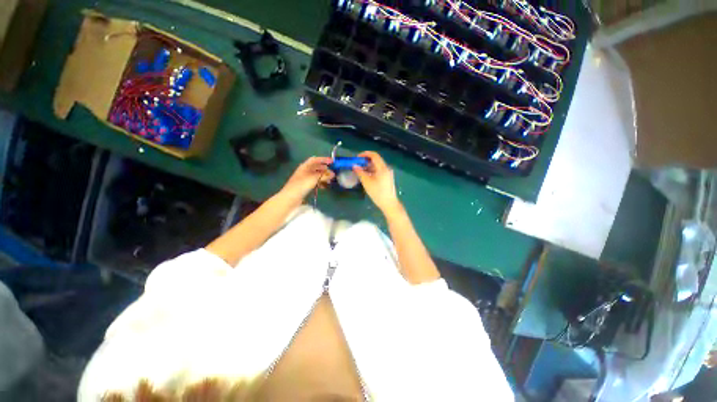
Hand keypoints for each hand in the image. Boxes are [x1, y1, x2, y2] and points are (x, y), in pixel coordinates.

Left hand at [282, 157, 333, 203]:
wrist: (290, 198)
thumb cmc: (301, 185)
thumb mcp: (314, 178)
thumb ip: (324, 175)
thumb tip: (333, 174)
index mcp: (305, 166)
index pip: (315, 159)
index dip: (324, 159)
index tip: (332, 162)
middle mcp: (304, 171)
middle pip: (316, 167)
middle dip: (325, 169)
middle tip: (333, 172)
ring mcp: (304, 179)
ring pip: (316, 175)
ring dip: (323, 177)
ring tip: (330, 181)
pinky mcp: (305, 186)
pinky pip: (315, 182)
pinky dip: (320, 183)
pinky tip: (324, 187)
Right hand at [353, 151, 400, 213]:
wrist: (389, 203)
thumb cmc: (378, 193)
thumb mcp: (367, 182)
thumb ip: (360, 172)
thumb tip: (354, 165)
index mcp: (382, 168)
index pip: (374, 155)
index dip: (365, 154)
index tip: (357, 157)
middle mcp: (386, 168)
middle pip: (376, 160)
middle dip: (365, 160)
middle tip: (357, 164)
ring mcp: (388, 173)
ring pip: (377, 166)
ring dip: (368, 166)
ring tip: (359, 170)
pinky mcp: (387, 178)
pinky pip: (378, 171)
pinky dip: (372, 171)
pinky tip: (366, 175)